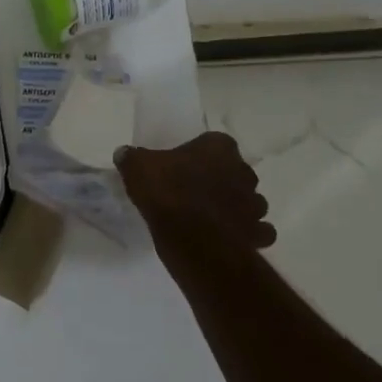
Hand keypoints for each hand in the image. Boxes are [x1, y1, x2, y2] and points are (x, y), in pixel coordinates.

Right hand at [115, 131, 276, 270]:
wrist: (192, 238)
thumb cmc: (167, 192)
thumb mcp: (137, 167)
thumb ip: (132, 157)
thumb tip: (124, 153)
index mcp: (219, 148)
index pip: (215, 142)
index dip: (201, 154)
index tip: (184, 166)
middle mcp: (244, 171)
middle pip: (235, 171)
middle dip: (222, 180)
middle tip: (196, 191)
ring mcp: (255, 204)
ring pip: (250, 201)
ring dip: (235, 206)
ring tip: (211, 216)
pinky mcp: (257, 233)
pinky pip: (256, 230)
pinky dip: (246, 233)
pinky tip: (226, 236)